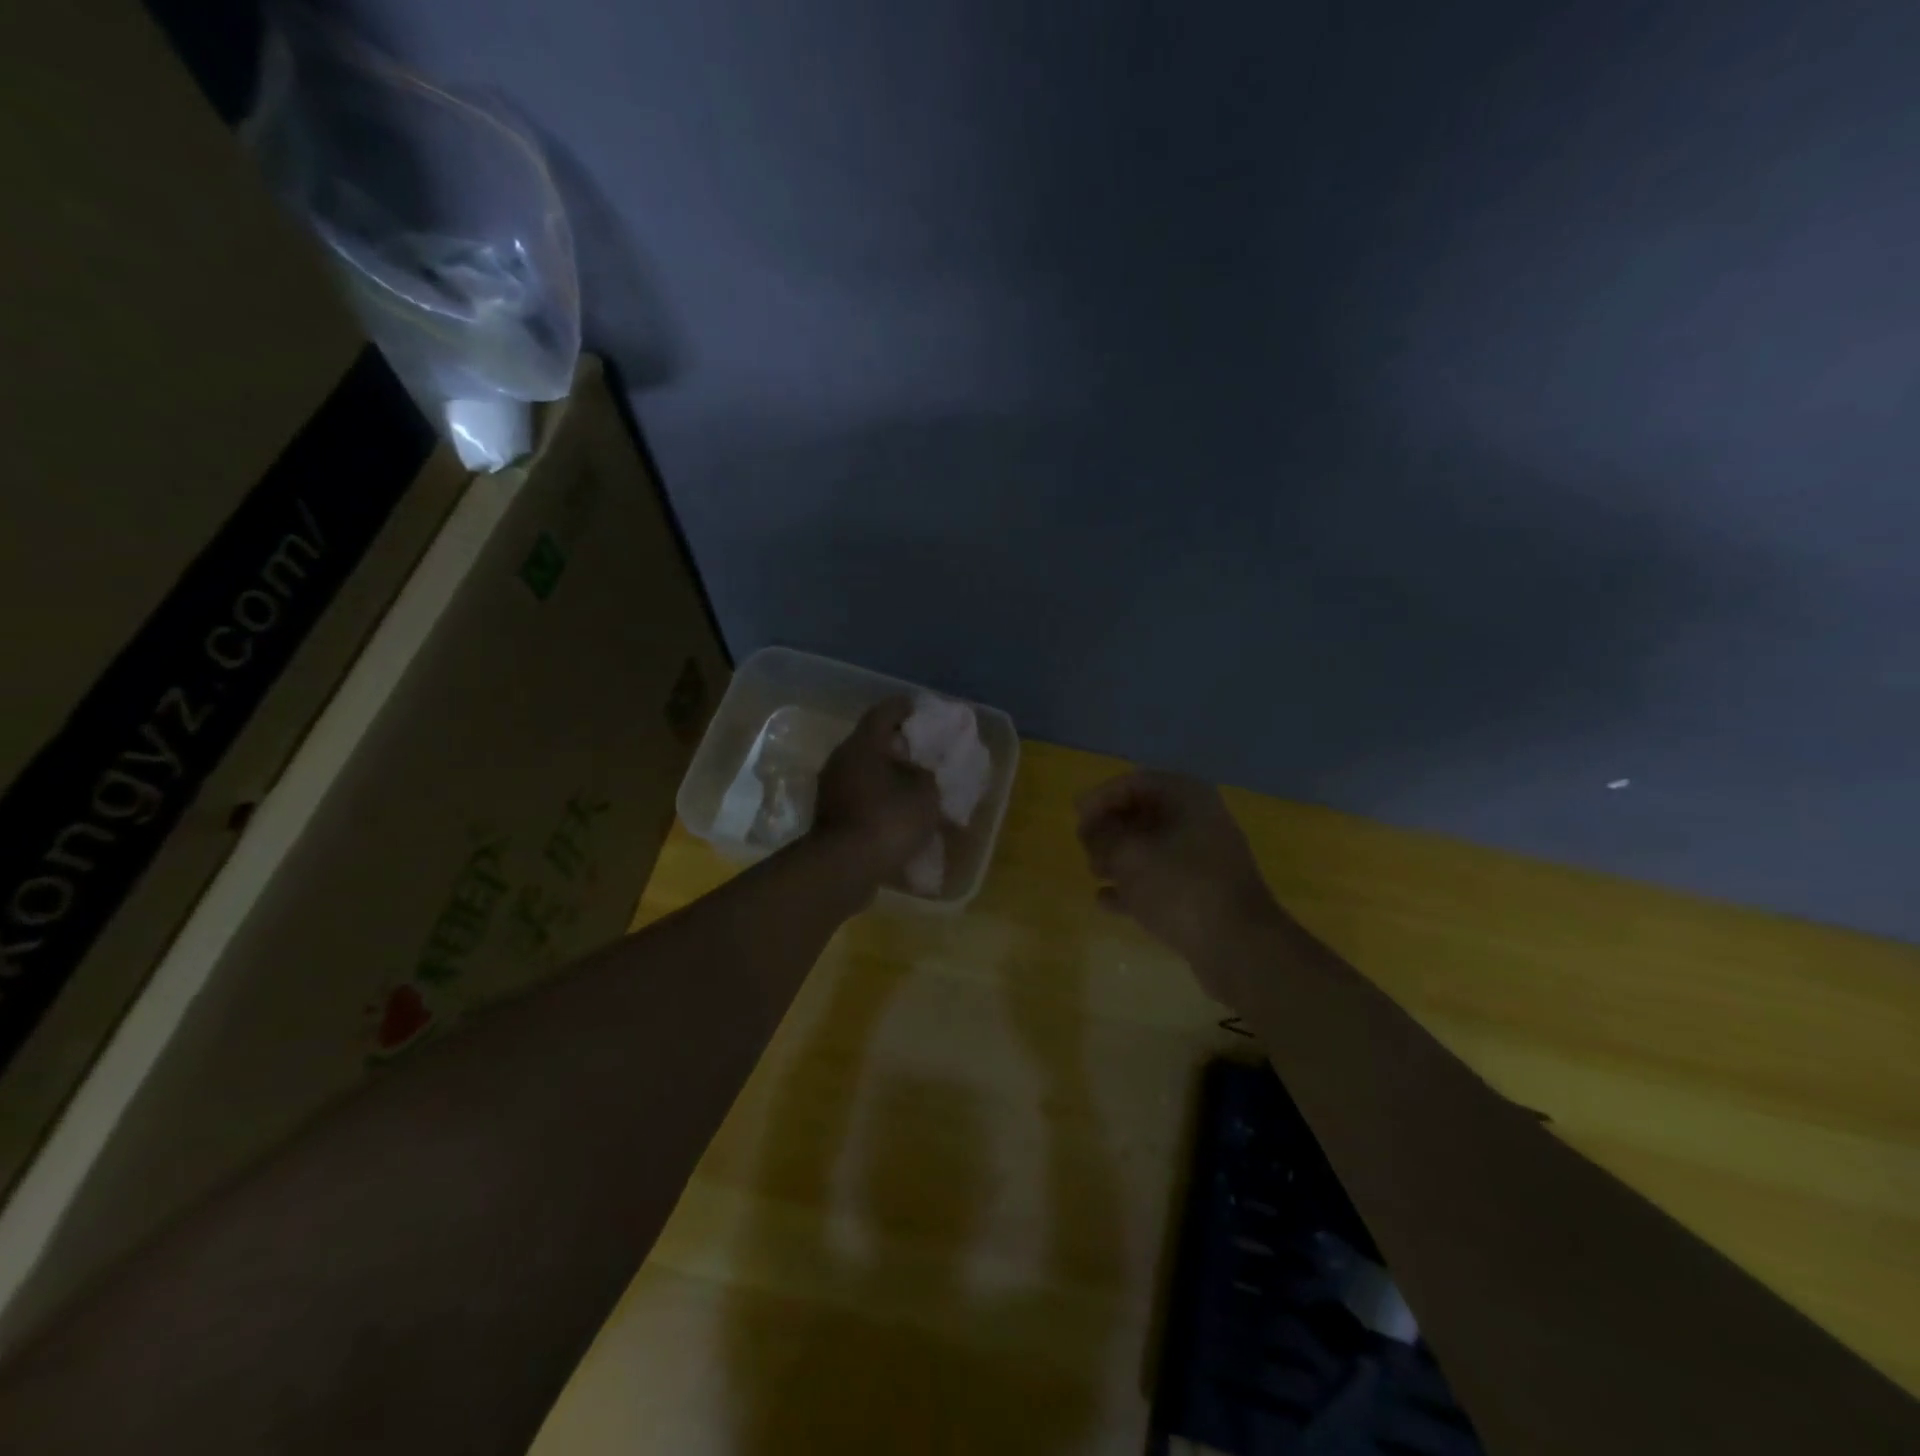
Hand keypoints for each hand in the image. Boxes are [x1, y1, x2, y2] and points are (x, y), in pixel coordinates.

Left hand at [810, 697, 942, 891]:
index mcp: (862, 744)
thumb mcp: (925, 794)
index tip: (920, 709)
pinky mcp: (829, 816)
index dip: (904, 708)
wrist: (844, 867)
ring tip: (913, 784)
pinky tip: (897, 811)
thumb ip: (926, 776)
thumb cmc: (888, 820)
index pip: (883, 712)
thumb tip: (919, 773)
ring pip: (864, 771)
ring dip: (886, 775)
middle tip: (922, 751)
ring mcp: (830, 788)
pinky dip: (878, 798)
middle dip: (897, 745)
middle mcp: (841, 759)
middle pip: (871, 742)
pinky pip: (859, 796)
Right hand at [1076, 771, 1286, 980]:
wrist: (1239, 946)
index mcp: (1187, 798)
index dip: (1101, 796)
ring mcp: (1204, 859)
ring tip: (1092, 871)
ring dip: (1119, 856)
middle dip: (1110, 828)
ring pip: (1152, 847)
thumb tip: (1092, 828)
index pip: (1135, 782)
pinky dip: (1133, 885)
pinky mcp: (1204, 893)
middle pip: (1144, 813)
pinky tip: (1104, 900)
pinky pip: (1161, 879)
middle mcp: (1199, 821)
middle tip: (1084, 845)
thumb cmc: (1179, 886)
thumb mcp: (1128, 854)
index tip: (1075, 817)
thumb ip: (1102, 835)